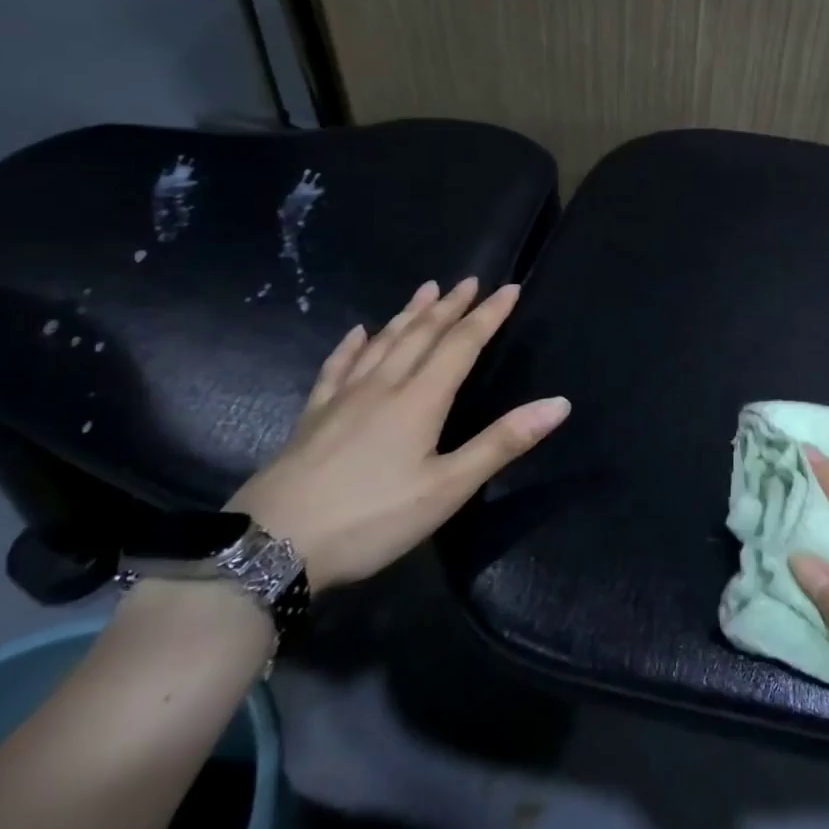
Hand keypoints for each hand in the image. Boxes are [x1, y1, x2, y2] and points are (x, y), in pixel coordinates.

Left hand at [229, 277, 569, 592]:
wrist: (269, 547)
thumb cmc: (371, 518)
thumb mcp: (447, 489)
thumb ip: (502, 443)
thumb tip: (559, 403)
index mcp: (420, 400)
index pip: (462, 344)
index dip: (488, 316)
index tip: (509, 288)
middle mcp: (384, 387)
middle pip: (422, 335)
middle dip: (450, 306)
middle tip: (468, 281)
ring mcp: (343, 399)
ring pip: (383, 343)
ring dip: (408, 315)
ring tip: (426, 290)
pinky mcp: (312, 417)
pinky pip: (337, 368)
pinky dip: (351, 346)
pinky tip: (356, 333)